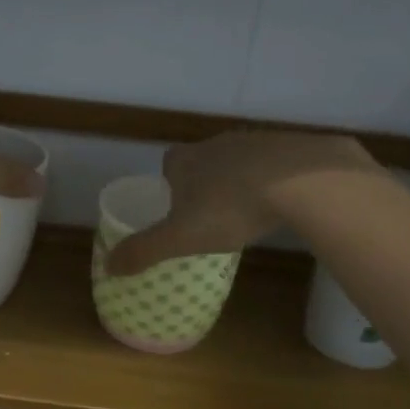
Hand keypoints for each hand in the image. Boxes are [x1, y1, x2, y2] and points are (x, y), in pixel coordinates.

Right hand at [106, 131, 380, 273]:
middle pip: (204, 161)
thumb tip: (108, 266)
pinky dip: (274, 181)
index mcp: (186, 160)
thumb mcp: (179, 238)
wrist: (301, 181)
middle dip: (204, 183)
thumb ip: (143, 251)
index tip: (176, 207)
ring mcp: (257, 142)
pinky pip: (275, 165)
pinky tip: (281, 203)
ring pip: (240, 162)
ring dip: (240, 181)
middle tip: (210, 215)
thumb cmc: (229, 208)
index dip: (169, 183)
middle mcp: (218, 144)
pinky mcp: (293, 148)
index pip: (169, 163)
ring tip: (246, 211)